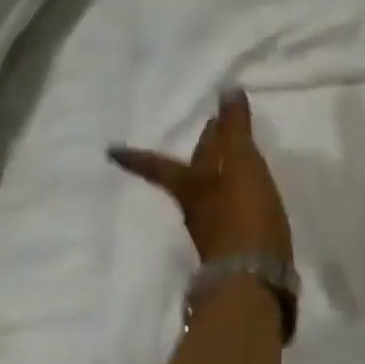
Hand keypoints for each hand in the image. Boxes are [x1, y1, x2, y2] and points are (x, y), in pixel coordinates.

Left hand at [108, 90, 292, 265]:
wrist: (254, 273)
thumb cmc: (241, 213)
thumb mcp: (240, 163)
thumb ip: (235, 129)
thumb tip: (227, 90)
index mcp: (190, 185)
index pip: (159, 164)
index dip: (137, 157)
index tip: (110, 152)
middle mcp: (196, 206)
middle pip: (191, 174)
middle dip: (198, 155)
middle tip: (207, 136)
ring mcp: (214, 229)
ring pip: (211, 193)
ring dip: (217, 175)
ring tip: (229, 164)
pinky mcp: (236, 244)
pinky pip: (230, 211)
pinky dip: (235, 197)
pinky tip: (246, 198)